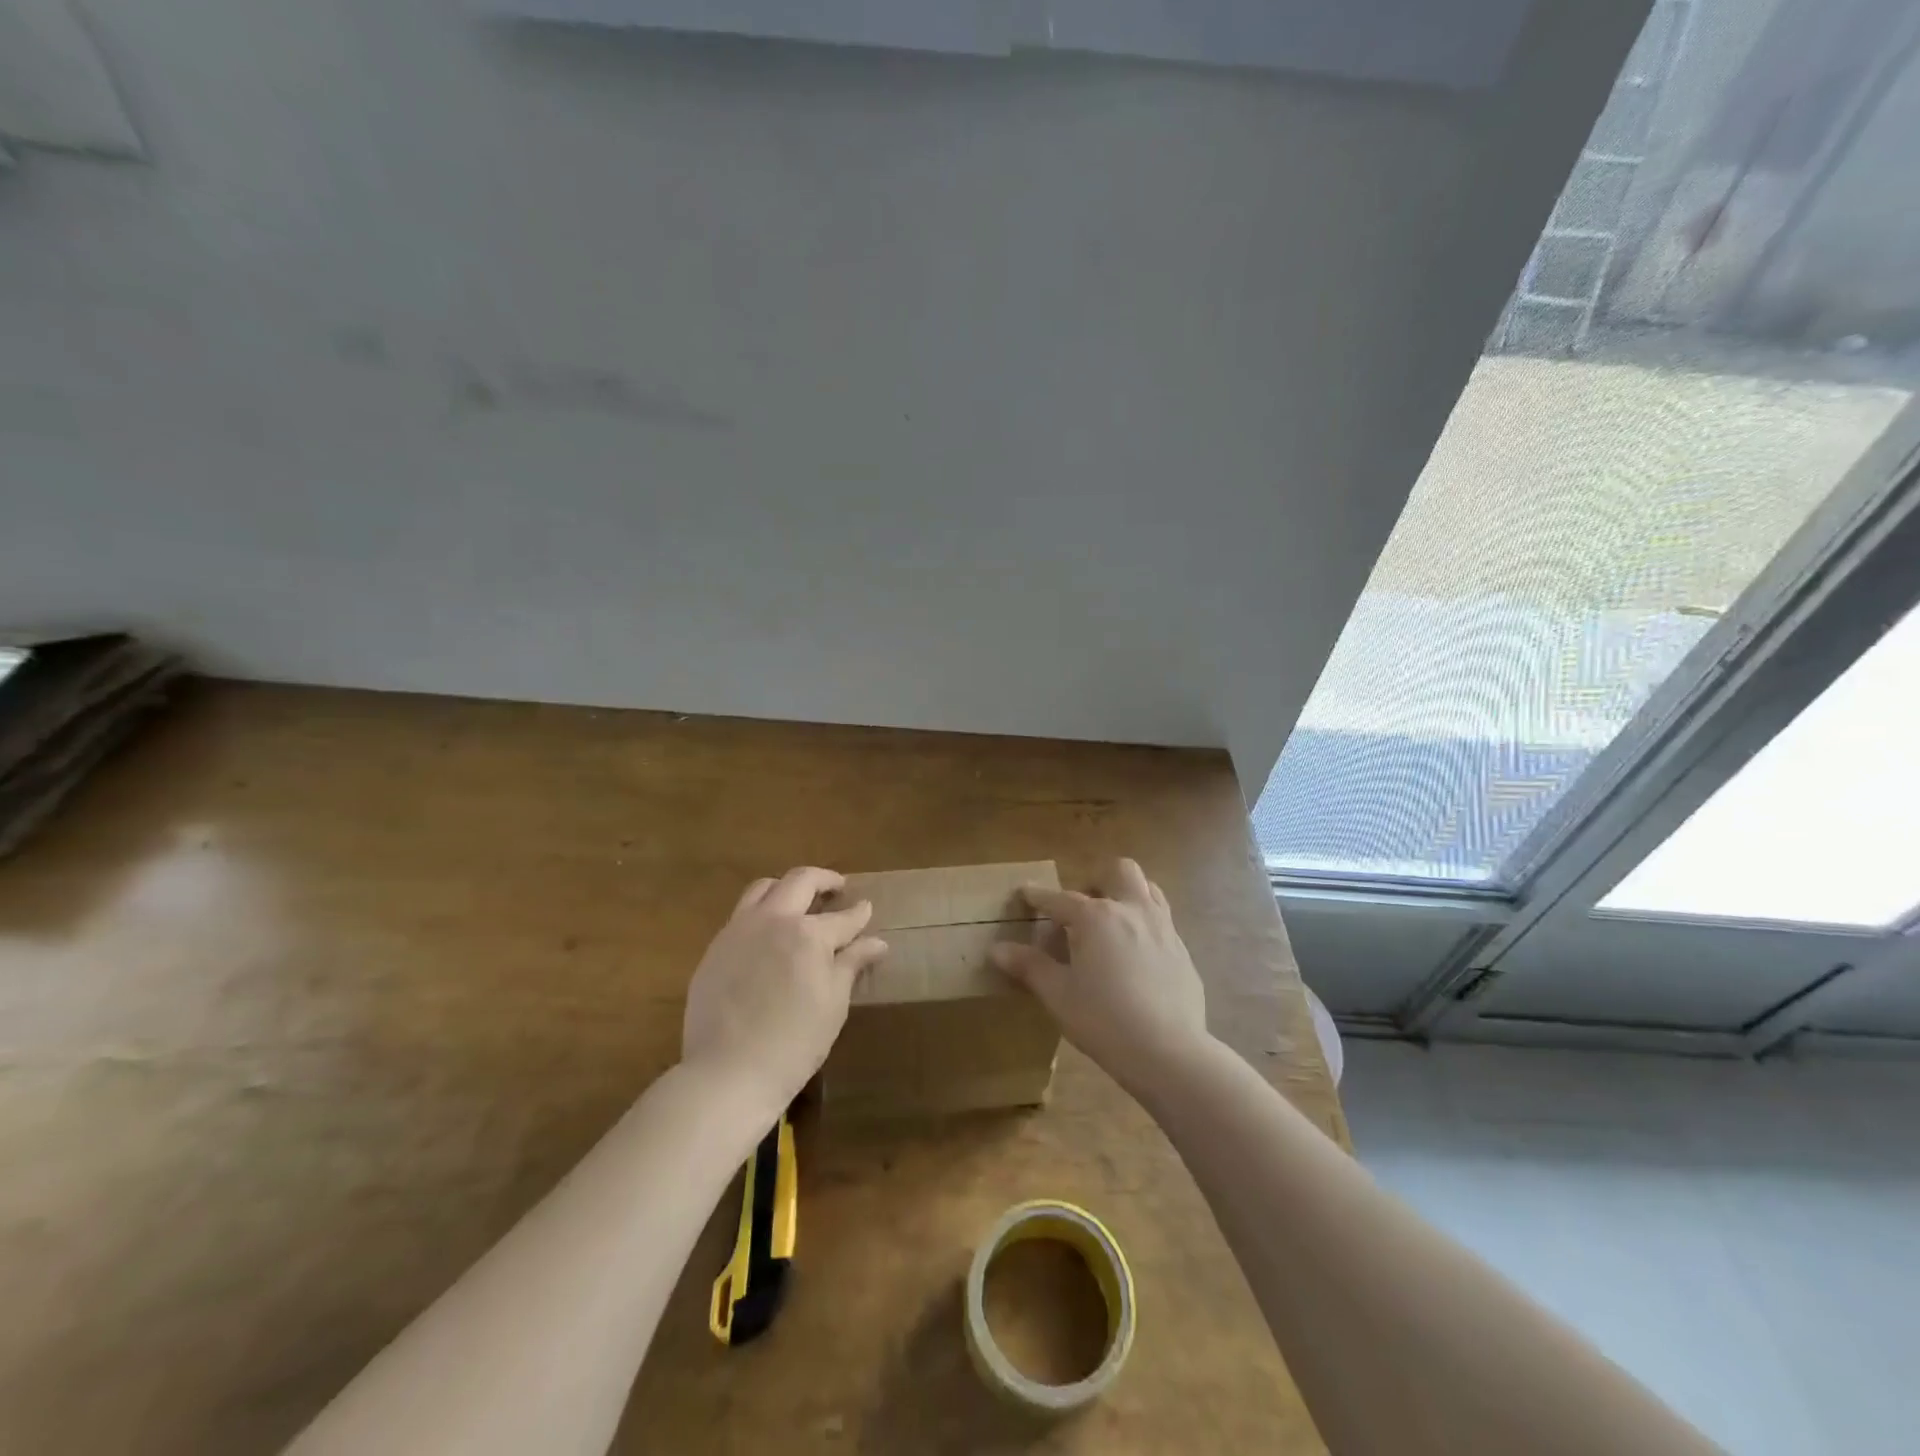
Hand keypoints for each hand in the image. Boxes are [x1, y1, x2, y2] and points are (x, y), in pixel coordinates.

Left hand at [682, 867, 887, 1116]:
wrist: (727, 1073)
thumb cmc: (794, 1043)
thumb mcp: (833, 1004)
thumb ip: (852, 964)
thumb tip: (877, 942)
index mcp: (808, 934)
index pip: (843, 917)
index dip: (859, 913)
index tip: (867, 909)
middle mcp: (773, 920)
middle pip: (800, 881)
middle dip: (823, 880)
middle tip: (836, 888)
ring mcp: (739, 930)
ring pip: (763, 888)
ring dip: (786, 888)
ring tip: (798, 902)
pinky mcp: (715, 948)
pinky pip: (741, 914)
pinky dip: (760, 912)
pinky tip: (767, 934)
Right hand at [991, 859, 1209, 1093]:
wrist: (1170, 1053)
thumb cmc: (1104, 1021)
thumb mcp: (1058, 995)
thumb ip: (1029, 966)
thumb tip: (997, 949)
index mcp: (1097, 917)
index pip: (1060, 899)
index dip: (1039, 896)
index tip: (1025, 892)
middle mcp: (1132, 910)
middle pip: (1119, 871)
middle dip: (1098, 880)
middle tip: (1083, 907)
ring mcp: (1164, 928)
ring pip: (1148, 889)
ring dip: (1127, 895)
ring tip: (1112, 922)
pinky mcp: (1183, 951)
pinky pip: (1162, 922)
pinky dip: (1144, 926)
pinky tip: (1136, 957)